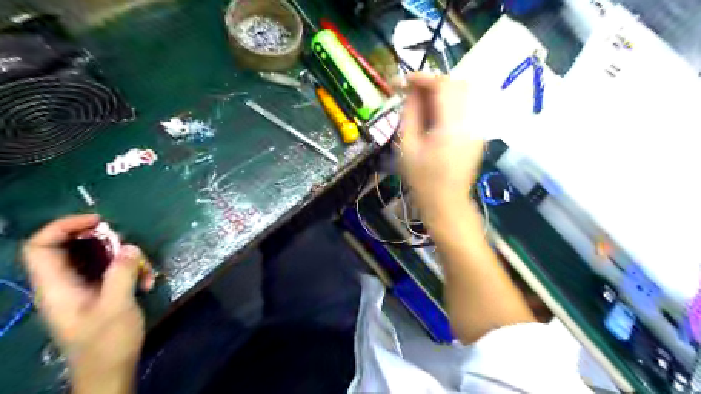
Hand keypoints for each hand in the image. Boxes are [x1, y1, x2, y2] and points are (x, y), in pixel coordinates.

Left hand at [23, 215, 148, 393]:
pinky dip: (130, 270)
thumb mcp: (117, 307)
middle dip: (103, 241)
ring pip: (98, 258)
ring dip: (125, 258)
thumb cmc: (107, 342)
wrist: (110, 370)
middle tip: (129, 245)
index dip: (63, 226)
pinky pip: (111, 270)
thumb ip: (120, 274)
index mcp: (55, 287)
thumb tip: (129, 247)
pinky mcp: (98, 293)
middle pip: (71, 247)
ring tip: (146, 272)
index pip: (41, 246)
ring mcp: (82, 288)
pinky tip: (147, 282)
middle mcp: (63, 284)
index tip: (99, 221)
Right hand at [399, 75, 481, 217]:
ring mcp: (478, 128)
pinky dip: (451, 103)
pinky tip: (437, 116)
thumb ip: (410, 114)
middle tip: (414, 93)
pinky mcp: (479, 133)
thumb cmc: (422, 179)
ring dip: (444, 91)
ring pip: (465, 94)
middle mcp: (471, 123)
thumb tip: (410, 91)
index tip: (404, 81)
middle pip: (458, 84)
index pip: (443, 86)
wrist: (446, 202)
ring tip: (424, 104)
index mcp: (451, 127)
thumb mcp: (407, 147)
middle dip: (434, 83)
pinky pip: (467, 107)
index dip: (423, 78)